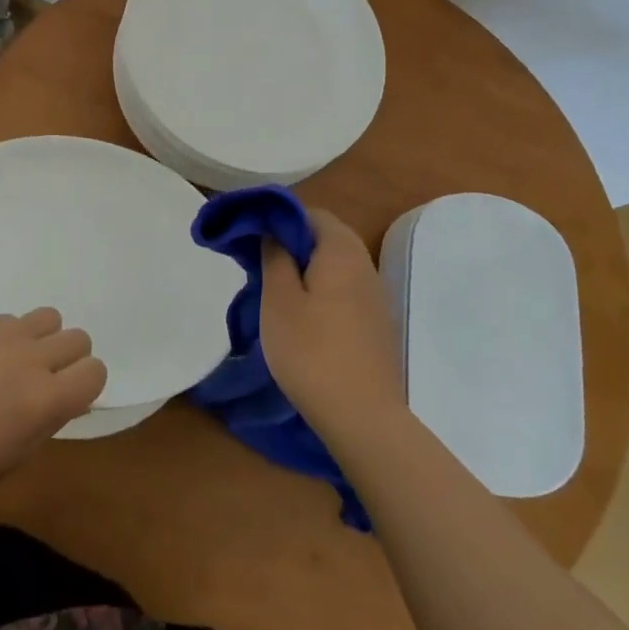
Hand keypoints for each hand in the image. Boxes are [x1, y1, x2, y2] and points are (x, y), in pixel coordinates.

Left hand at [0, 308, 106, 505]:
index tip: (69, 394)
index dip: (86, 383)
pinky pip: (13, 318)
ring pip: (50, 318)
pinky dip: (10, 335)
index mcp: (47, 400)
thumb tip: (75, 394)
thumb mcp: (24, 451)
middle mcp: (32, 360)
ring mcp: (5, 336)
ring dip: (43, 338)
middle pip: (79, 339)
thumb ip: (55, 415)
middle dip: (68, 359)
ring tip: (20, 358)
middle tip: (45, 377)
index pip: (96, 371)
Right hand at [260, 209, 403, 443]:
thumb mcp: (279, 301)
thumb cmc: (311, 351)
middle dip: (291, 244)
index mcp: (341, 250)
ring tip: (276, 292)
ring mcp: (375, 294)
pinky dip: (322, 289)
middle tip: (259, 265)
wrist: (363, 416)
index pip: (310, 213)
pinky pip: (345, 288)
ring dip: (306, 268)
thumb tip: (273, 230)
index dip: (278, 219)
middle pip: (325, 236)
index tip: (251, 238)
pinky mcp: (376, 321)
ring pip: (335, 264)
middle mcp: (364, 263)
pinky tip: (303, 316)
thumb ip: (275, 257)